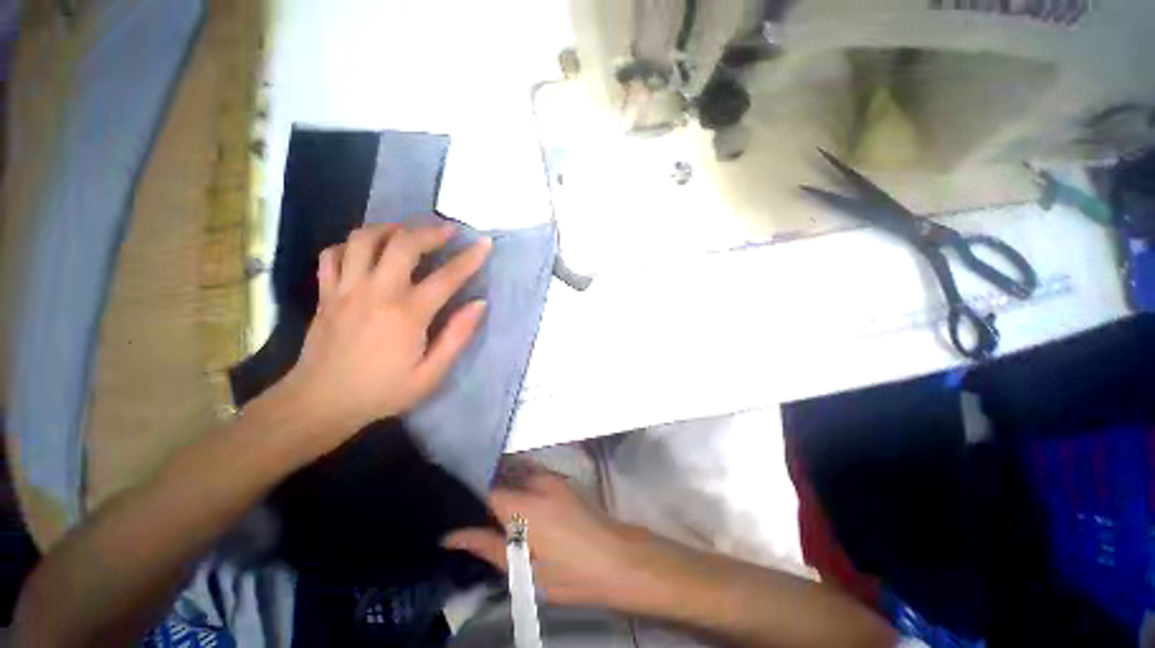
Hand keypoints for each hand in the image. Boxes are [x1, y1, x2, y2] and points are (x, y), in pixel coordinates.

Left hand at [273, 222, 489, 451]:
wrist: (320, 403)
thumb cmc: (382, 392)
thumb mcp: (431, 374)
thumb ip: (457, 336)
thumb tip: (479, 304)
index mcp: (407, 315)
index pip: (446, 277)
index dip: (470, 258)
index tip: (485, 244)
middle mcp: (376, 292)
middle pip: (403, 244)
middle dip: (430, 231)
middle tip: (448, 230)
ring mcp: (345, 289)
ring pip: (364, 239)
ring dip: (390, 228)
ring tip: (407, 232)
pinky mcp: (326, 293)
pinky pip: (334, 254)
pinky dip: (353, 245)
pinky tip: (367, 252)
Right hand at [443, 468, 652, 608]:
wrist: (616, 558)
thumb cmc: (569, 573)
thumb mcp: (524, 571)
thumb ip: (488, 547)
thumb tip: (451, 536)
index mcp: (524, 505)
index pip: (486, 490)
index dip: (470, 498)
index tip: (457, 508)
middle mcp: (536, 482)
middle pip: (502, 477)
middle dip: (486, 491)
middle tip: (475, 514)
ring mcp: (552, 478)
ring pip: (517, 474)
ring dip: (505, 487)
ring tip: (495, 511)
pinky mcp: (562, 481)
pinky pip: (533, 475)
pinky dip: (521, 485)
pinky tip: (519, 505)